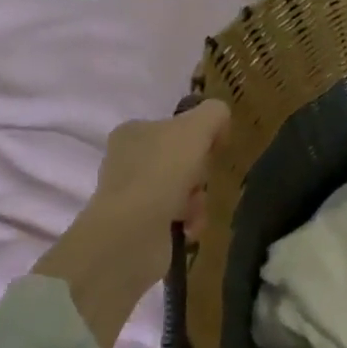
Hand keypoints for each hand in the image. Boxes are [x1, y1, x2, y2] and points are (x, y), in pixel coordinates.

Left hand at [33, 100, 229, 347]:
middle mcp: (126, 162)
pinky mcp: (139, 227)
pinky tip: (189, 228)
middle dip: (199, 173)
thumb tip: (220, 124)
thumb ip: (214, 114)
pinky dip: (189, 222)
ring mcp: (131, 196)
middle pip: (182, 161)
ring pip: (183, 190)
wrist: (132, 233)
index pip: (174, 128)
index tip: (212, 149)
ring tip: (193, 210)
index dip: (199, 138)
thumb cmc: (162, 171)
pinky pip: (177, 218)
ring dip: (197, 200)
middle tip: (201, 180)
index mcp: (132, 132)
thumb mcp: (197, 127)